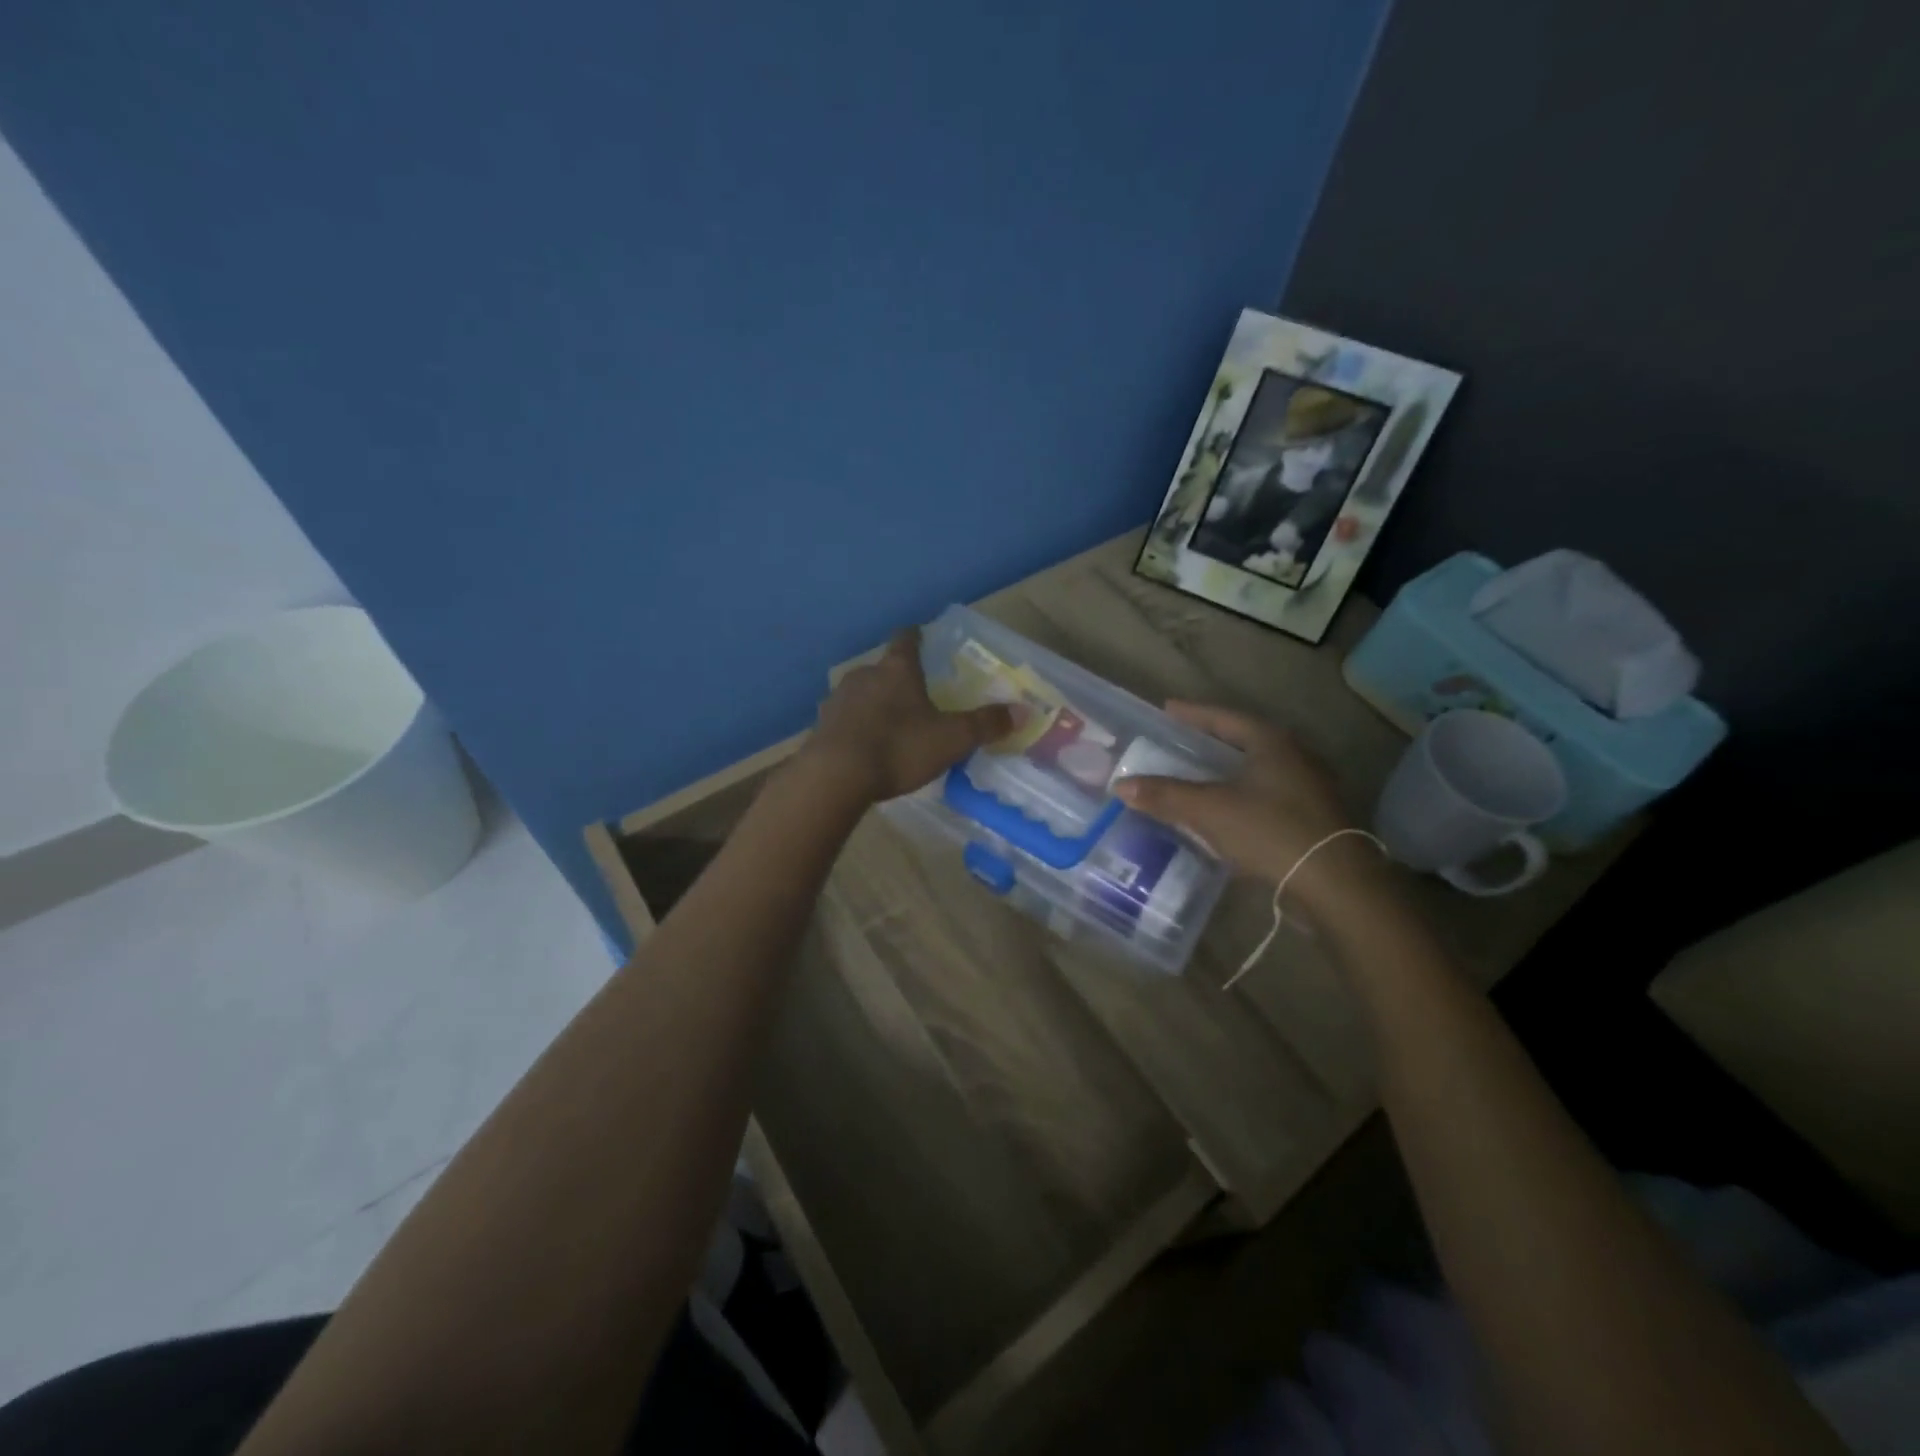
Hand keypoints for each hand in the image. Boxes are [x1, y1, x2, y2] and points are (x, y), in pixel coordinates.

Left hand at [802, 628, 1016, 804]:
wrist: (836, 775)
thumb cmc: (899, 748)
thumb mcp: (952, 739)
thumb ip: (986, 724)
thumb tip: (1023, 711)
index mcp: (897, 670)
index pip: (906, 639)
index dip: (916, 637)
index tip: (921, 637)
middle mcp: (864, 675)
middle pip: (882, 668)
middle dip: (897, 679)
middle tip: (914, 695)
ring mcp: (837, 700)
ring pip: (860, 694)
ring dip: (874, 704)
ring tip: (889, 724)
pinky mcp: (820, 726)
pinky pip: (843, 720)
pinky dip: (855, 727)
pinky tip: (863, 747)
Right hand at [1114, 702, 1387, 919]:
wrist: (1336, 884)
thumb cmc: (1271, 831)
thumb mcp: (1209, 810)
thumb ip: (1165, 796)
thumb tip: (1121, 785)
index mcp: (1271, 742)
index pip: (1224, 717)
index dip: (1192, 713)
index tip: (1166, 709)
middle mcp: (1294, 756)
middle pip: (1242, 741)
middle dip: (1208, 742)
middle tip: (1176, 743)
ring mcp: (1307, 788)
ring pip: (1255, 771)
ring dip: (1224, 772)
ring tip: (1194, 776)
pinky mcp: (1311, 818)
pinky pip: (1265, 796)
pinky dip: (1238, 796)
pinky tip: (1222, 812)